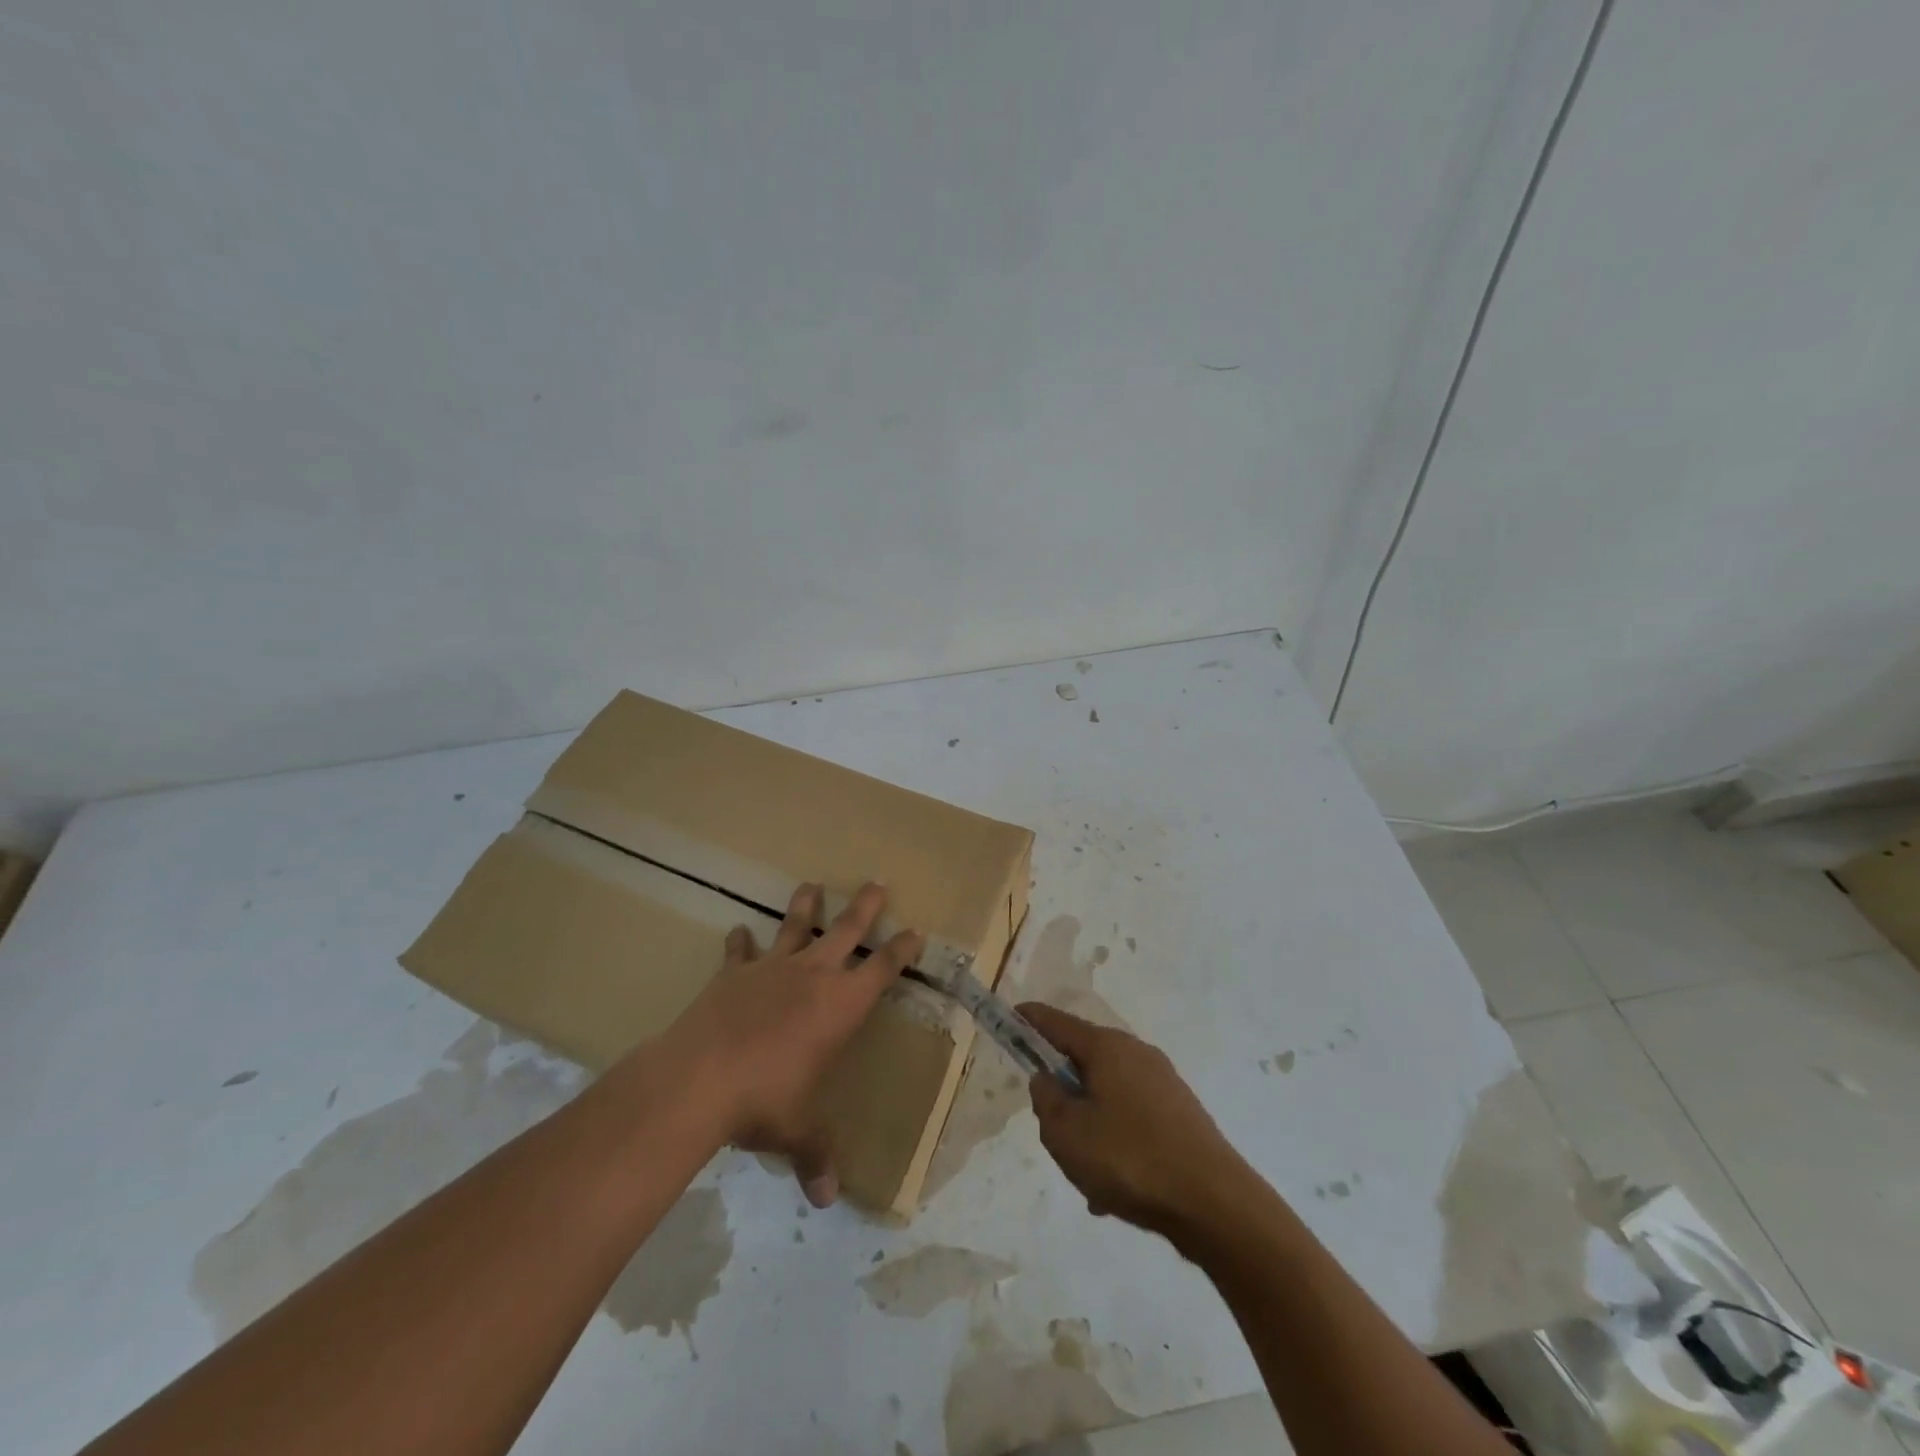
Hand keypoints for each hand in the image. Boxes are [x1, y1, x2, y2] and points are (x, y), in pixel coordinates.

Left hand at [662, 882, 921, 1206]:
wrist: (698, 1079)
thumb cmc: (764, 1101)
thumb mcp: (797, 1131)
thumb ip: (816, 1156)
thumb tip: (827, 1199)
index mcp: (840, 1005)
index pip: (882, 969)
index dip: (901, 950)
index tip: (915, 932)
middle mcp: (812, 976)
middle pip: (846, 930)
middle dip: (865, 907)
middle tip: (877, 882)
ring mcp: (771, 969)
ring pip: (795, 927)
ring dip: (805, 906)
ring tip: (812, 884)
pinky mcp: (733, 974)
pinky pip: (740, 951)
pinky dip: (741, 942)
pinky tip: (739, 930)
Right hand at [1021, 1003, 1250, 1238]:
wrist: (1215, 1203)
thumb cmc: (1130, 1159)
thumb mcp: (1067, 1133)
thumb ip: (1047, 1100)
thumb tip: (1048, 1080)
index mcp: (1107, 1047)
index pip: (1057, 1022)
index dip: (1030, 1020)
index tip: (1011, 1016)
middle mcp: (1136, 1054)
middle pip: (1085, 1060)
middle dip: (1063, 1088)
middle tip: (1050, 1126)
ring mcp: (1163, 1083)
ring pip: (1108, 1095)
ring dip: (1089, 1124)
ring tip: (1085, 1174)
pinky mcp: (1181, 1114)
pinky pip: (1132, 1119)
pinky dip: (1115, 1142)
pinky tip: (1114, 1190)